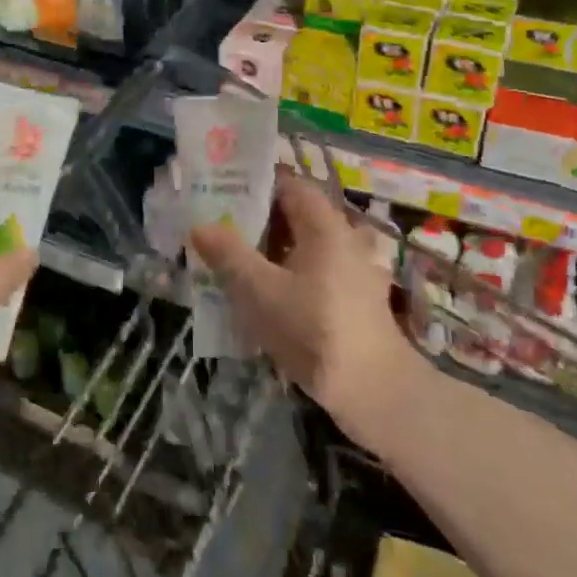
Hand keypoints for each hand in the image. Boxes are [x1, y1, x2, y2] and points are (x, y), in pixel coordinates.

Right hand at [189, 168, 414, 449]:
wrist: (377, 393)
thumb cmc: (316, 332)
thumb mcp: (261, 292)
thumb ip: (229, 255)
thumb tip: (199, 225)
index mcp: (325, 225)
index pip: (290, 184)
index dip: (256, 183)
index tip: (223, 190)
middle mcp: (345, 238)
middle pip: (297, 215)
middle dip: (258, 218)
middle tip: (219, 226)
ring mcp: (355, 270)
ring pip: (305, 245)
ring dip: (272, 249)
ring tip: (235, 261)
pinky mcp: (356, 299)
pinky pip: (316, 271)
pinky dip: (290, 273)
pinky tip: (266, 296)